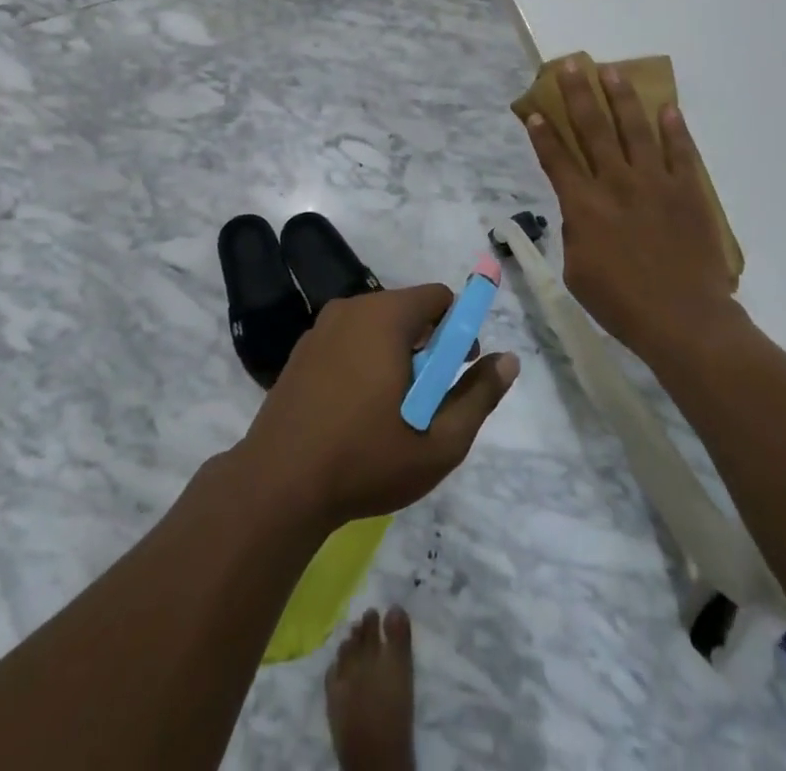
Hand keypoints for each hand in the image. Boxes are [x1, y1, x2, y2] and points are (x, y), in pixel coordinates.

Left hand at [240, 285, 518, 526]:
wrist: (276, 487)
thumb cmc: (365, 460)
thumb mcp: (440, 441)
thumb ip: (479, 396)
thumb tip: (509, 360)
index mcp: (385, 317)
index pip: (438, 297)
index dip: (458, 330)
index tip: (456, 373)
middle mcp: (351, 309)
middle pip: (407, 311)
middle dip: (428, 347)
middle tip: (427, 401)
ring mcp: (320, 329)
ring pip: (376, 328)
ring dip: (395, 357)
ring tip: (392, 413)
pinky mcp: (301, 352)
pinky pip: (348, 342)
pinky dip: (364, 363)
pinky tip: (356, 413)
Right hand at [524, 60, 737, 358]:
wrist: (685, 320)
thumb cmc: (622, 304)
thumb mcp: (578, 273)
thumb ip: (575, 234)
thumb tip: (579, 211)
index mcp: (584, 207)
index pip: (557, 160)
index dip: (543, 134)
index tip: (535, 111)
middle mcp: (616, 184)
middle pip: (593, 130)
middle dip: (578, 95)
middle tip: (571, 66)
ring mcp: (655, 184)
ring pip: (635, 129)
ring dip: (621, 98)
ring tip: (611, 71)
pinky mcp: (688, 191)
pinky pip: (680, 152)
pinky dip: (674, 129)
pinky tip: (667, 107)